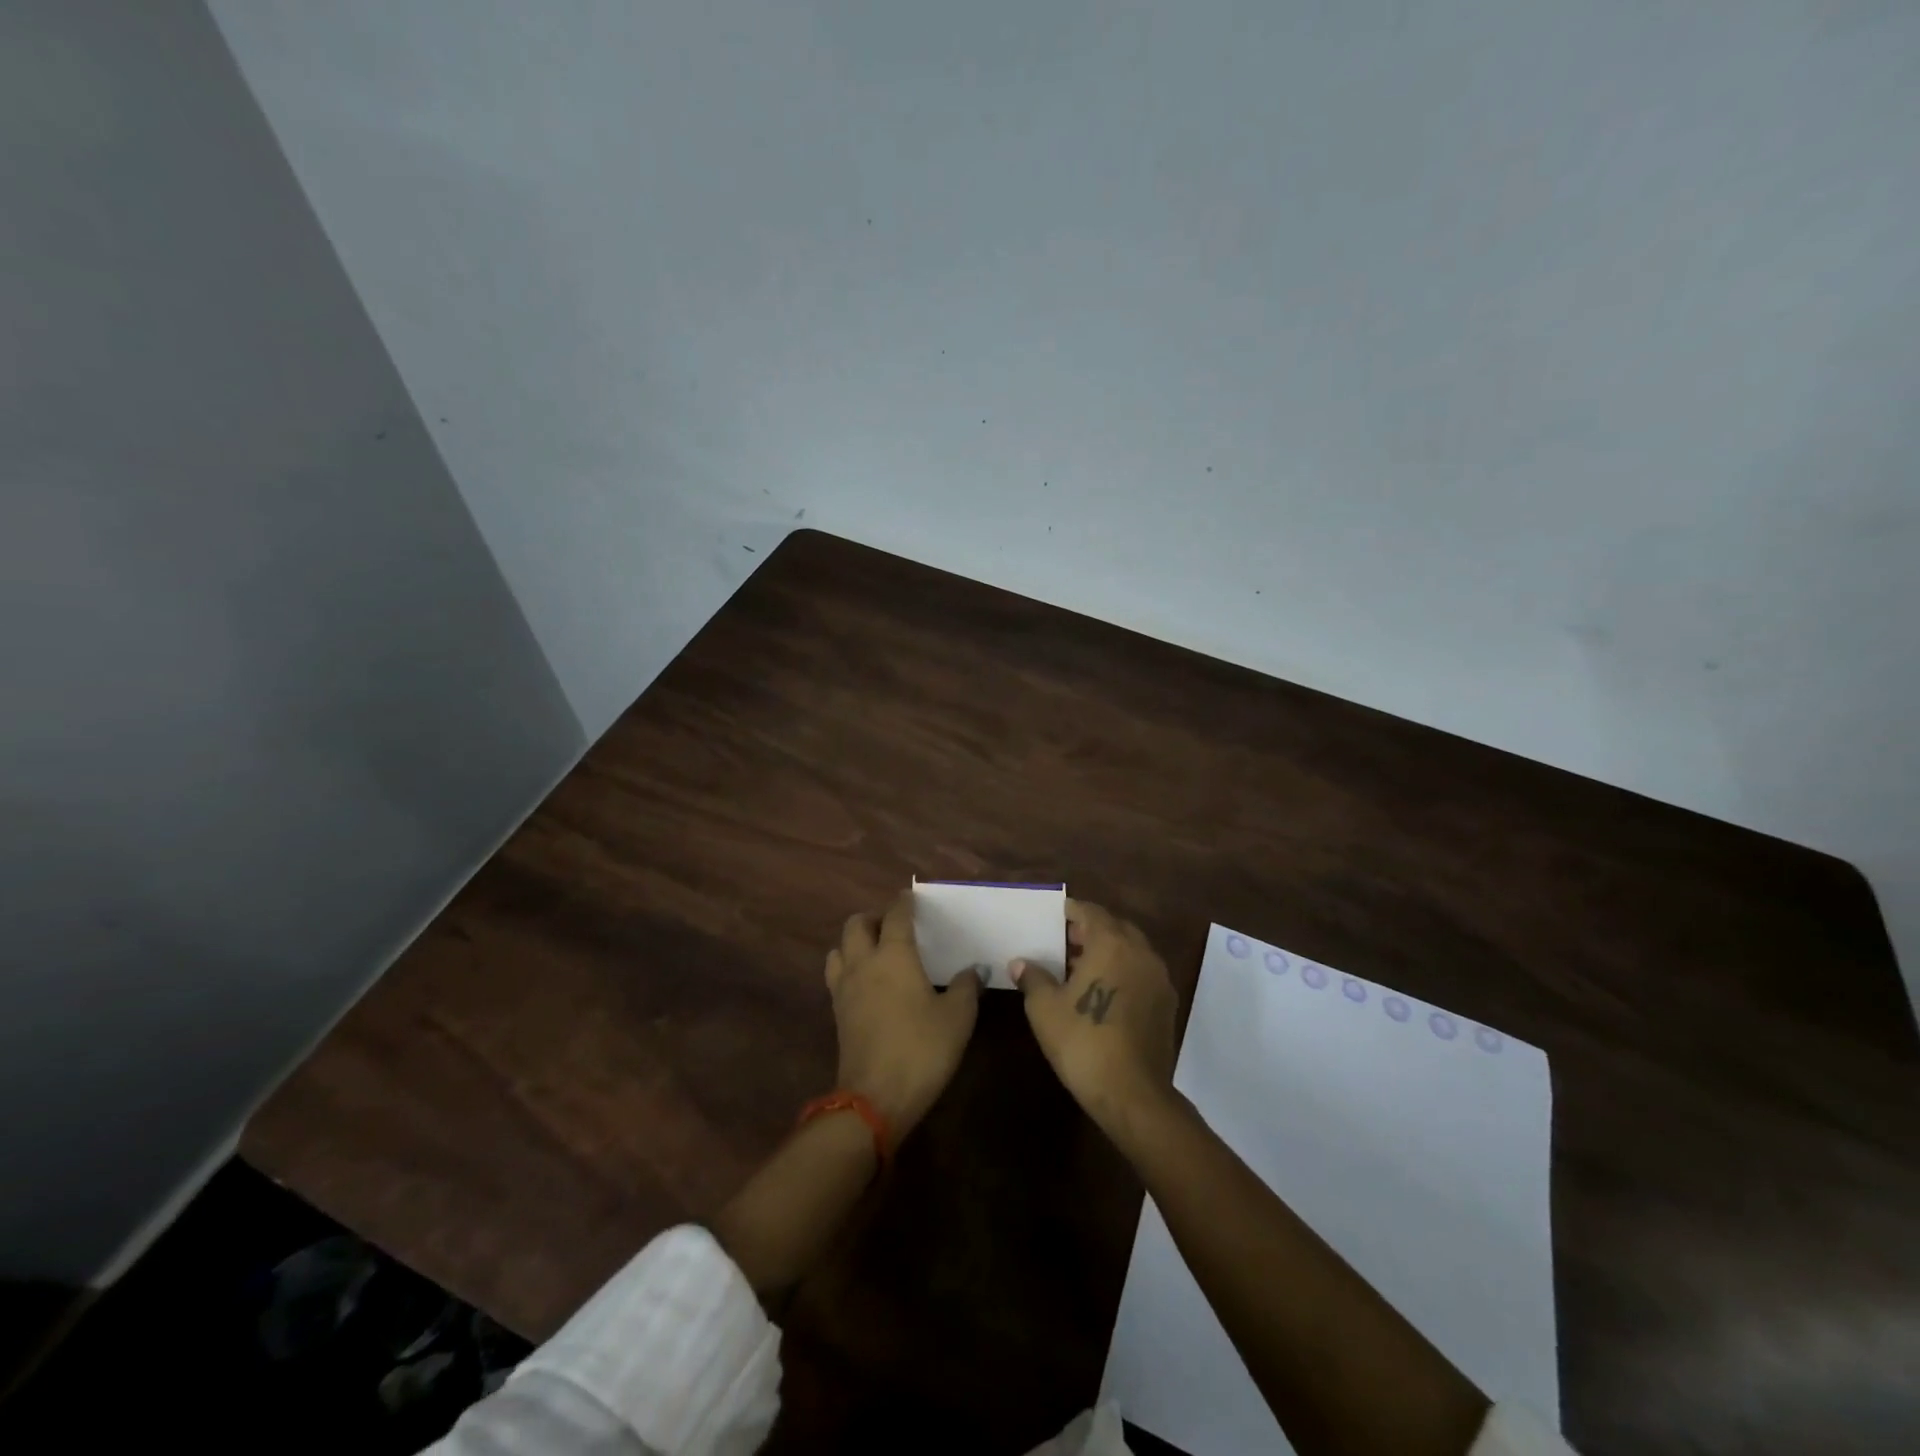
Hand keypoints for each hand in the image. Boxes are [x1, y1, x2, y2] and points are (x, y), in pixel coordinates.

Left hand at [825, 892, 981, 1139]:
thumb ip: (966, 986)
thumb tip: (975, 968)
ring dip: (855, 942)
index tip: (912, 896)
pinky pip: (837, 974)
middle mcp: (863, 963)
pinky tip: (868, 983)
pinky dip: (849, 967)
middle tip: (895, 926)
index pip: (896, 914)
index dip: (904, 901)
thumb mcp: (957, 1017)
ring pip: (839, 948)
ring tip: (877, 951)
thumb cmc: (922, 1049)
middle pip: (856, 924)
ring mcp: (844, 988)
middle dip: (874, 917)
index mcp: (893, 955)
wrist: (875, 1098)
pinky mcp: (837, 1012)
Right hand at [1012, 898, 1177, 1129]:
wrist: (1132, 1094)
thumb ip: (1033, 978)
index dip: (1071, 911)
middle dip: (1090, 930)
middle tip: (1064, 941)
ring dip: (1109, 951)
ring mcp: (1158, 978)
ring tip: (1080, 967)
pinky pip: (1142, 973)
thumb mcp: (1045, 1008)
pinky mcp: (1167, 1004)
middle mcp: (1140, 952)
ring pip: (1131, 950)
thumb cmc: (1083, 1041)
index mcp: (1111, 943)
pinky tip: (1103, 992)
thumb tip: (1020, 963)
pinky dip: (1123, 971)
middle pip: (1114, 927)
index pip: (1090, 912)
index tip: (1053, 916)